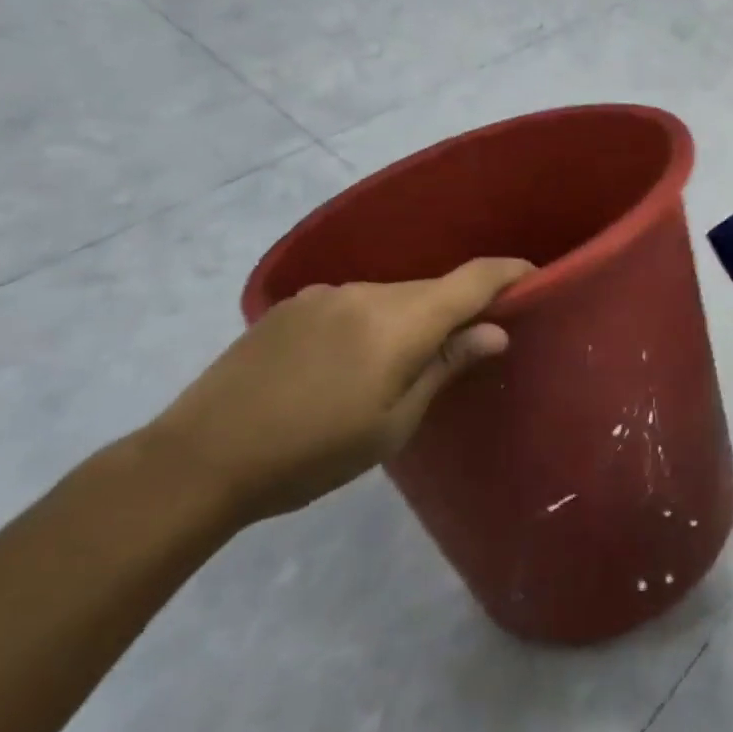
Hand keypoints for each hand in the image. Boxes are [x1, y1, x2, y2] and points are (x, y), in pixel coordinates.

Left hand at [147, 259, 532, 524]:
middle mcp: (366, 292)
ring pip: (392, 296)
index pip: (473, 278)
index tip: (534, 277)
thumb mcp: (392, 425)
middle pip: (432, 288)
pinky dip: (371, 322)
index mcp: (398, 321)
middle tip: (466, 348)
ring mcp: (325, 295)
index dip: (509, 272)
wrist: (198, 459)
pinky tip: (345, 364)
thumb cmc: (310, 454)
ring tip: (396, 368)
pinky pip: (354, 302)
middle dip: (457, 309)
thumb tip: (495, 331)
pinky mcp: (293, 304)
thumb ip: (446, 368)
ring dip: (410, 318)